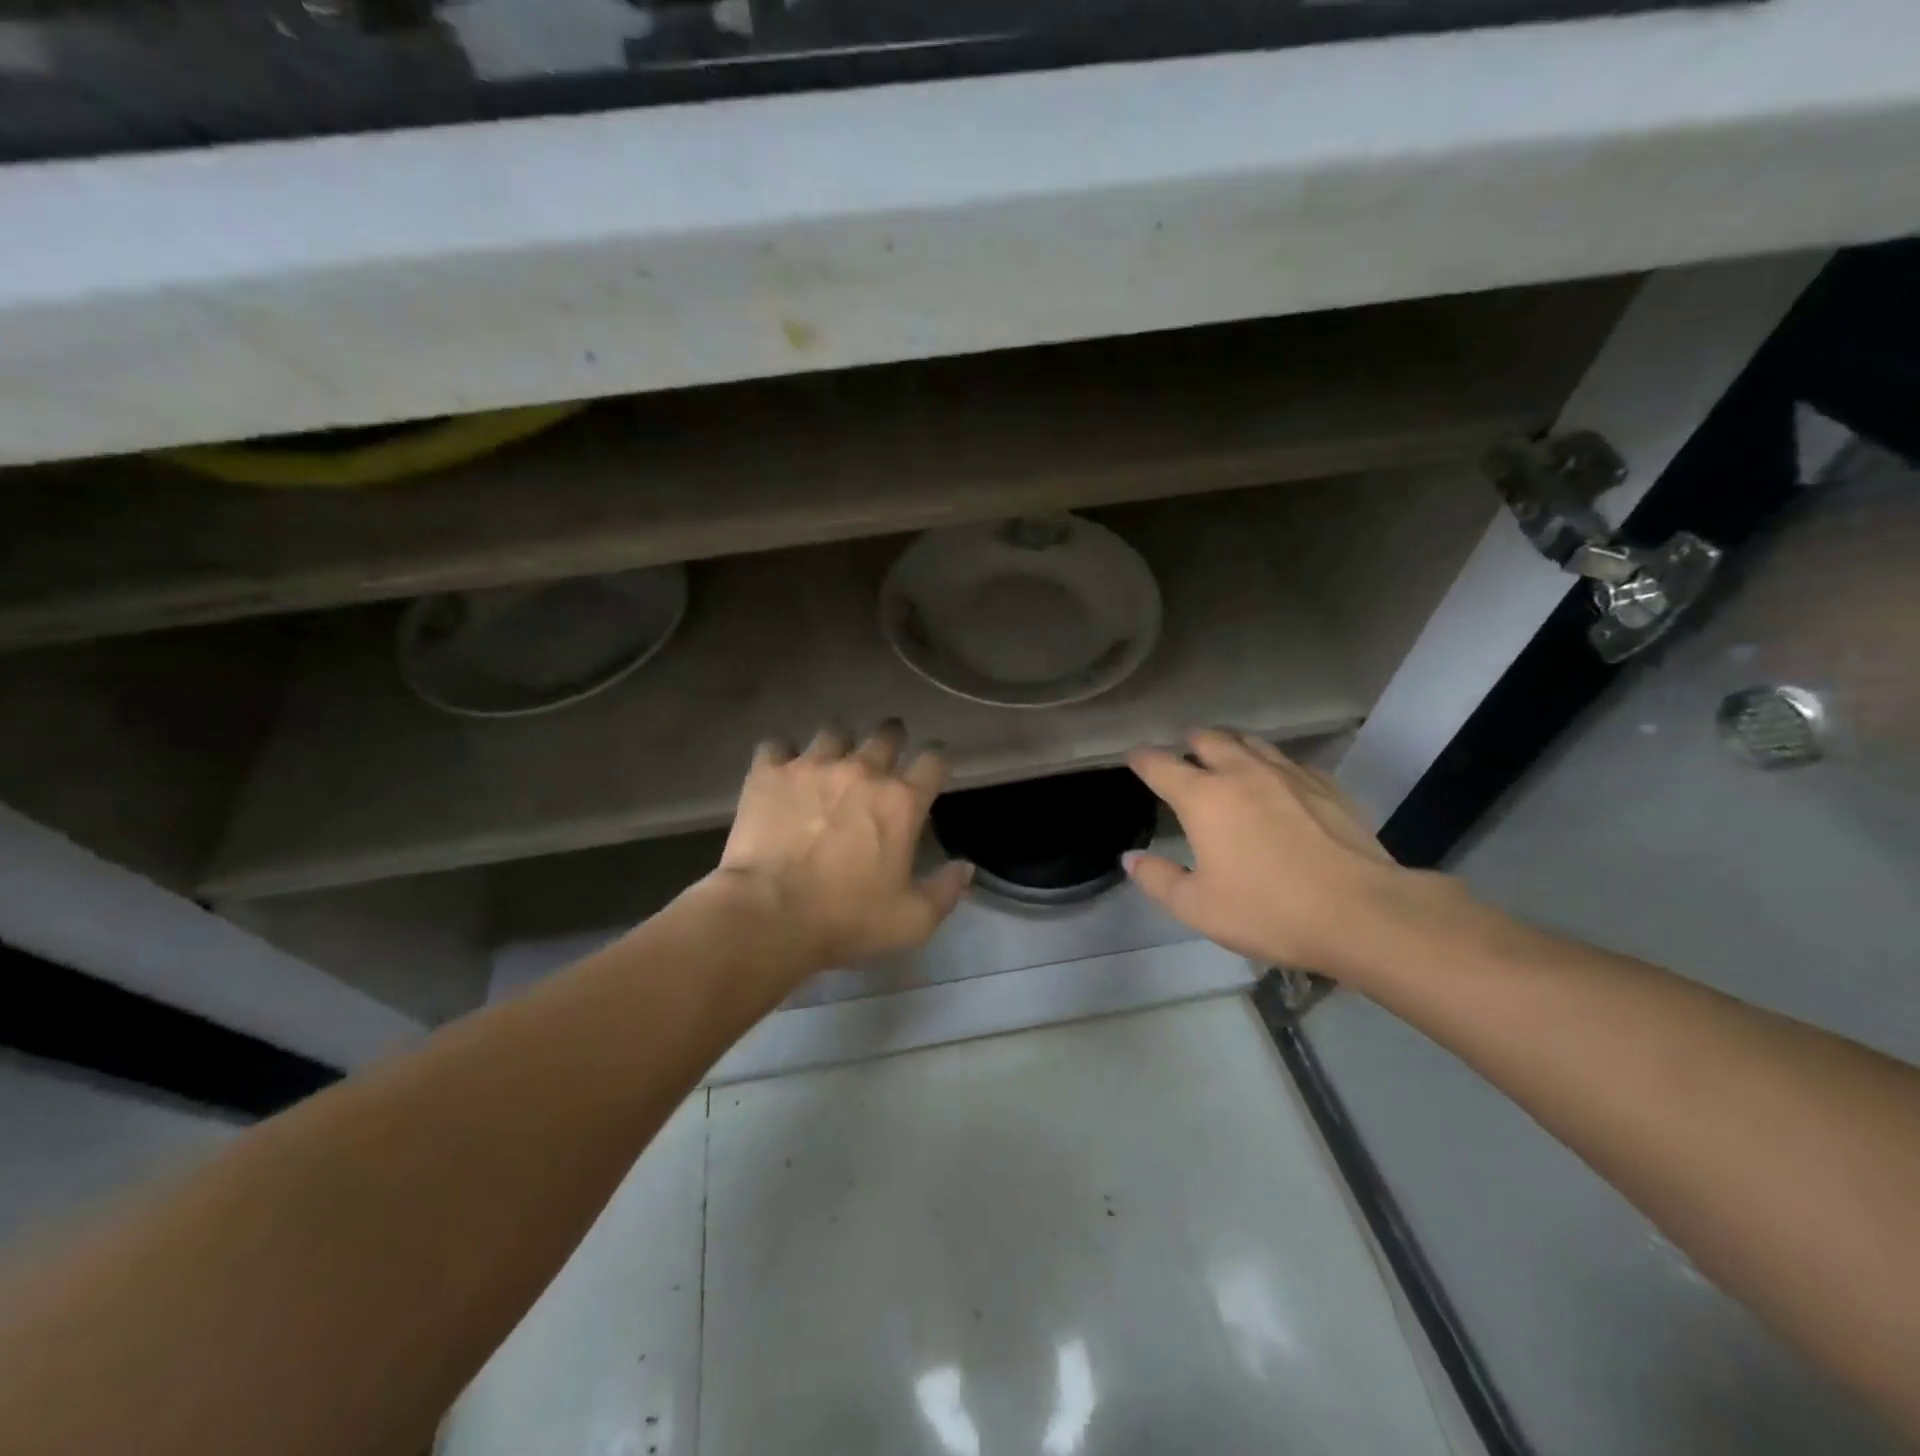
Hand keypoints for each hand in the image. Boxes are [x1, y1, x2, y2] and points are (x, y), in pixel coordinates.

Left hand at [707, 722, 973, 969]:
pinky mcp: (769, 773)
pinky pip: (777, 746)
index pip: (934, 760)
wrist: (769, 916)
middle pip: (886, 734)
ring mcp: (812, 766)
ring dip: (838, 745)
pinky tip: (780, 772)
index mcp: (902, 801)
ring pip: (834, 732)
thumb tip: (966, 866)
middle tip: (884, 757)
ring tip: (831, 763)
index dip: (937, 760)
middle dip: (892, 739)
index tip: (932, 769)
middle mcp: (862, 771)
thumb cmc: (847, 919)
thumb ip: (946, 891)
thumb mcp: (912, 921)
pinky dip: (781, 756)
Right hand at [1124, 729, 1464, 978]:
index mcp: (1203, 798)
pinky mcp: (1326, 786)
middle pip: (1209, 740)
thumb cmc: (1268, 911)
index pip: (1160, 765)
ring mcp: (1288, 774)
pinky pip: (1290, 761)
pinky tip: (1278, 779)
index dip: (1142, 759)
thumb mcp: (1198, 907)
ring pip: (1251, 742)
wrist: (1362, 913)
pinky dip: (1272, 763)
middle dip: (1189, 742)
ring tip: (1226, 754)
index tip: (1134, 757)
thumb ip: (1158, 879)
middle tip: (1183, 752)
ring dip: (1231, 744)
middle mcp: (1241, 773)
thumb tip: (1131, 858)